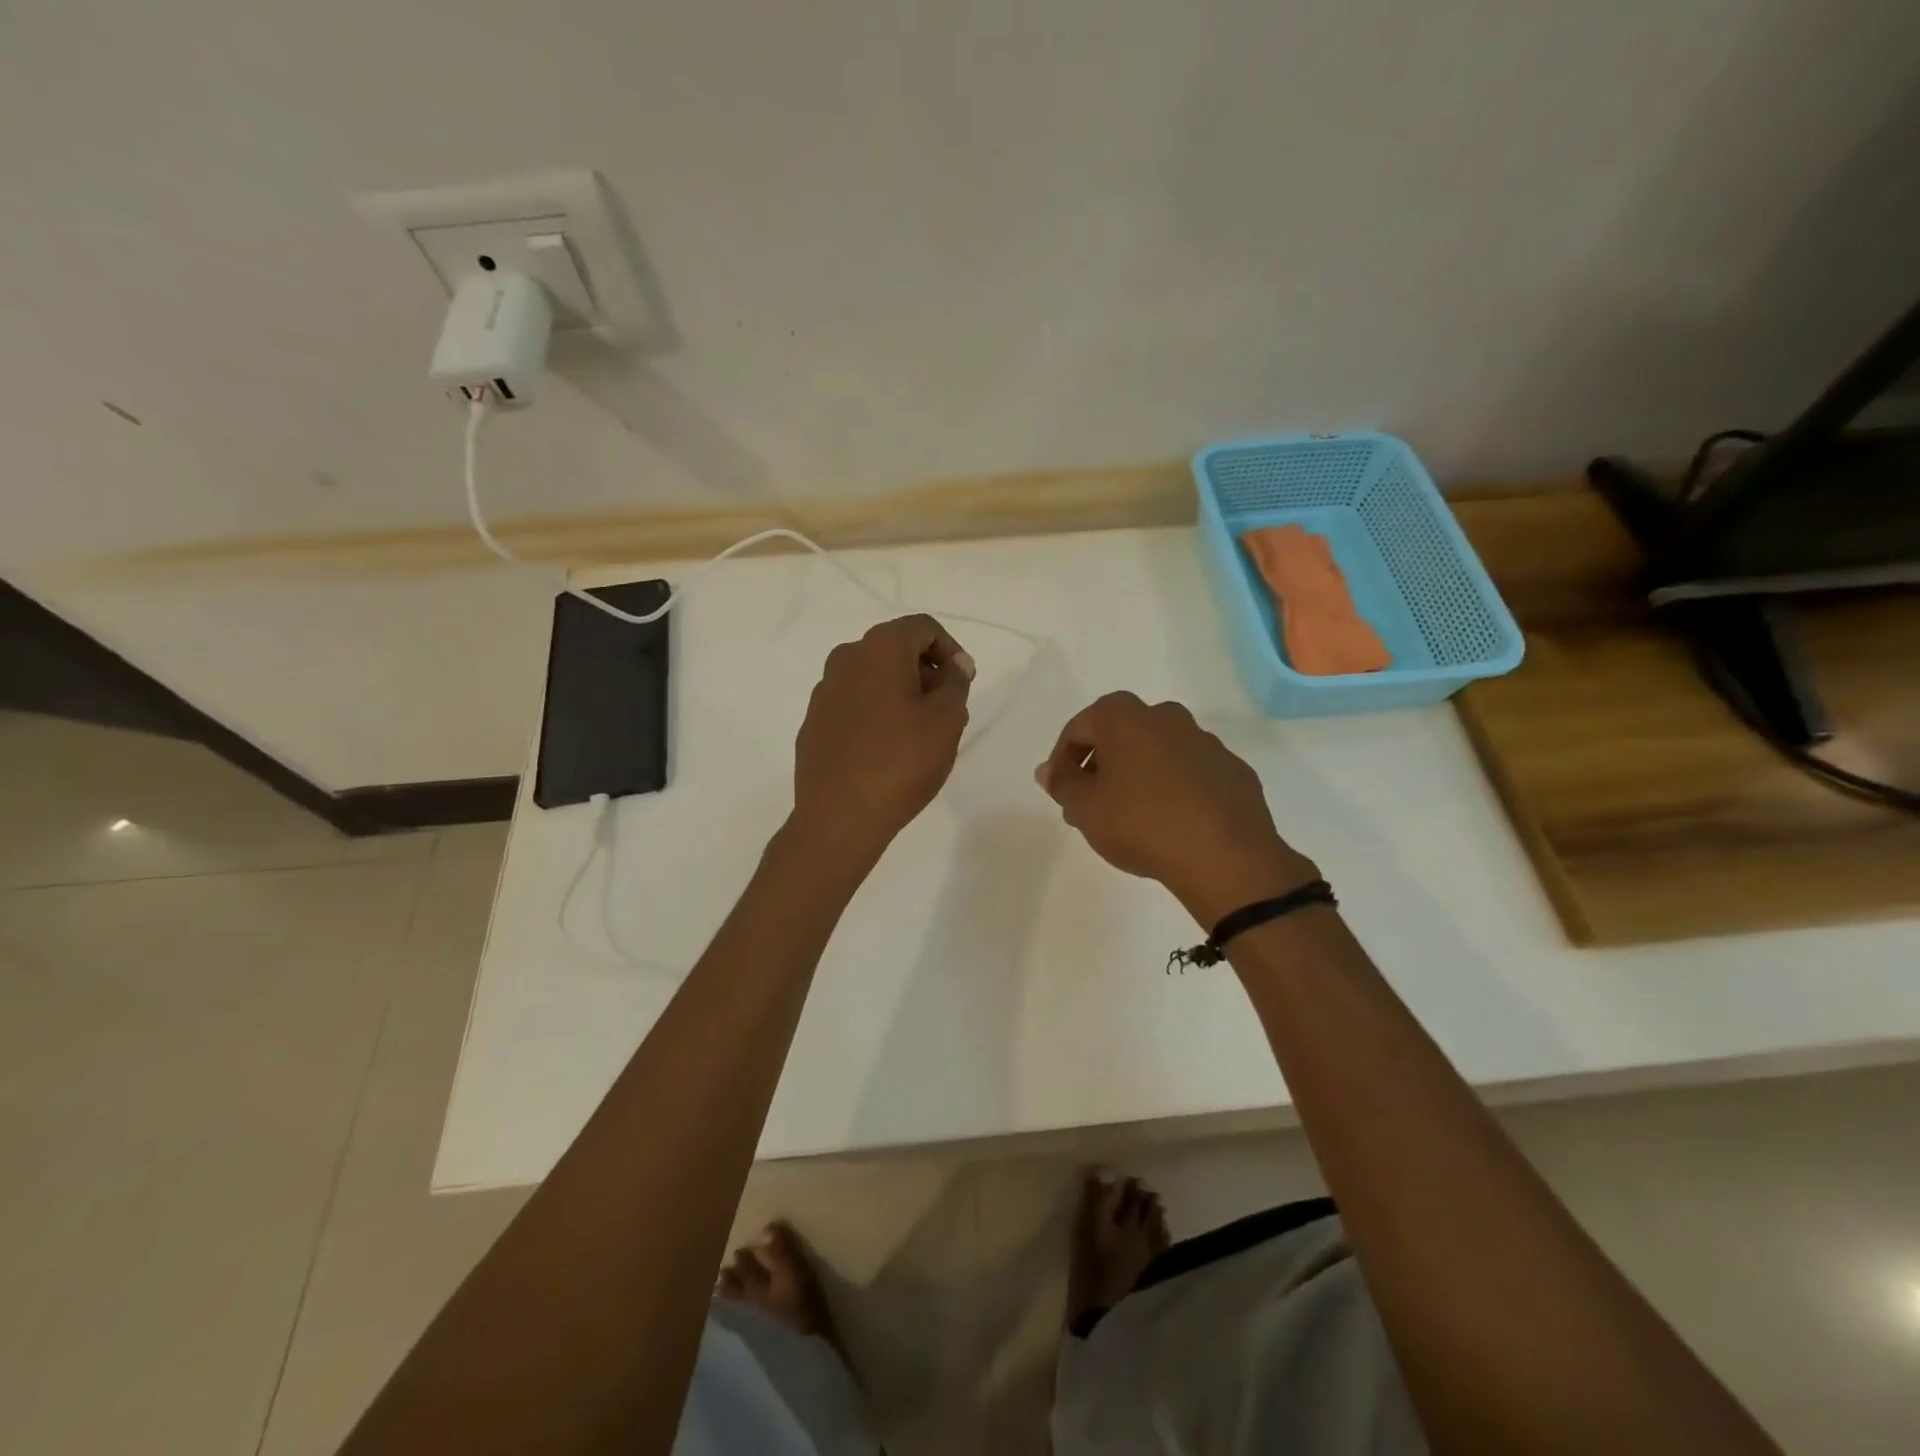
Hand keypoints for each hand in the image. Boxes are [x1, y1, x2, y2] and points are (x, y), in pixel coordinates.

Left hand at [791, 615, 974, 862]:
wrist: (840, 816)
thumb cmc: (902, 761)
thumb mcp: (947, 719)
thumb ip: (955, 682)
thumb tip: (953, 664)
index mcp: (879, 649)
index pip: (923, 627)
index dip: (950, 650)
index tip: (963, 683)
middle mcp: (845, 659)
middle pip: (895, 649)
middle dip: (925, 671)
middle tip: (946, 710)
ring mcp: (824, 691)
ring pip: (872, 677)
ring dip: (900, 692)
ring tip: (919, 734)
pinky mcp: (814, 722)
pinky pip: (853, 703)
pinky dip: (875, 712)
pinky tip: (887, 750)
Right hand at [1035, 692, 1316, 926]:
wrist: (1225, 856)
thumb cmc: (1141, 824)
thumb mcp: (1085, 809)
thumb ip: (1062, 784)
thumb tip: (1048, 770)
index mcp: (1126, 717)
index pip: (1079, 728)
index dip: (1063, 760)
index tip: (1062, 791)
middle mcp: (1166, 717)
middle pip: (1121, 735)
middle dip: (1102, 765)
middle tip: (1092, 804)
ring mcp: (1205, 741)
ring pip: (1158, 752)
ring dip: (1139, 775)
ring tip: (1132, 817)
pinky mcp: (1232, 769)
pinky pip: (1191, 773)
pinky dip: (1175, 789)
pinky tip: (1172, 823)